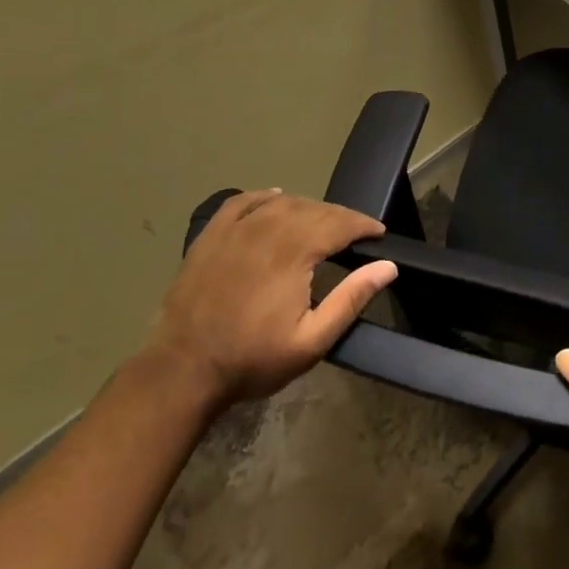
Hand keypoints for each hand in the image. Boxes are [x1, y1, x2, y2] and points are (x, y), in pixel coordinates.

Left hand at [142, 189, 396, 408]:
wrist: (181, 372)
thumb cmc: (251, 360)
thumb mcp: (311, 341)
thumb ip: (351, 300)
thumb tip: (387, 266)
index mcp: (294, 251)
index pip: (340, 223)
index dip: (364, 225)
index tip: (379, 233)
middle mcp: (267, 229)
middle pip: (314, 210)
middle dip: (341, 217)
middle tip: (355, 233)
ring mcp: (235, 229)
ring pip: (283, 202)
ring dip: (309, 207)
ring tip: (322, 222)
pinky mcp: (211, 236)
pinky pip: (243, 201)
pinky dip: (264, 196)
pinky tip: (276, 198)